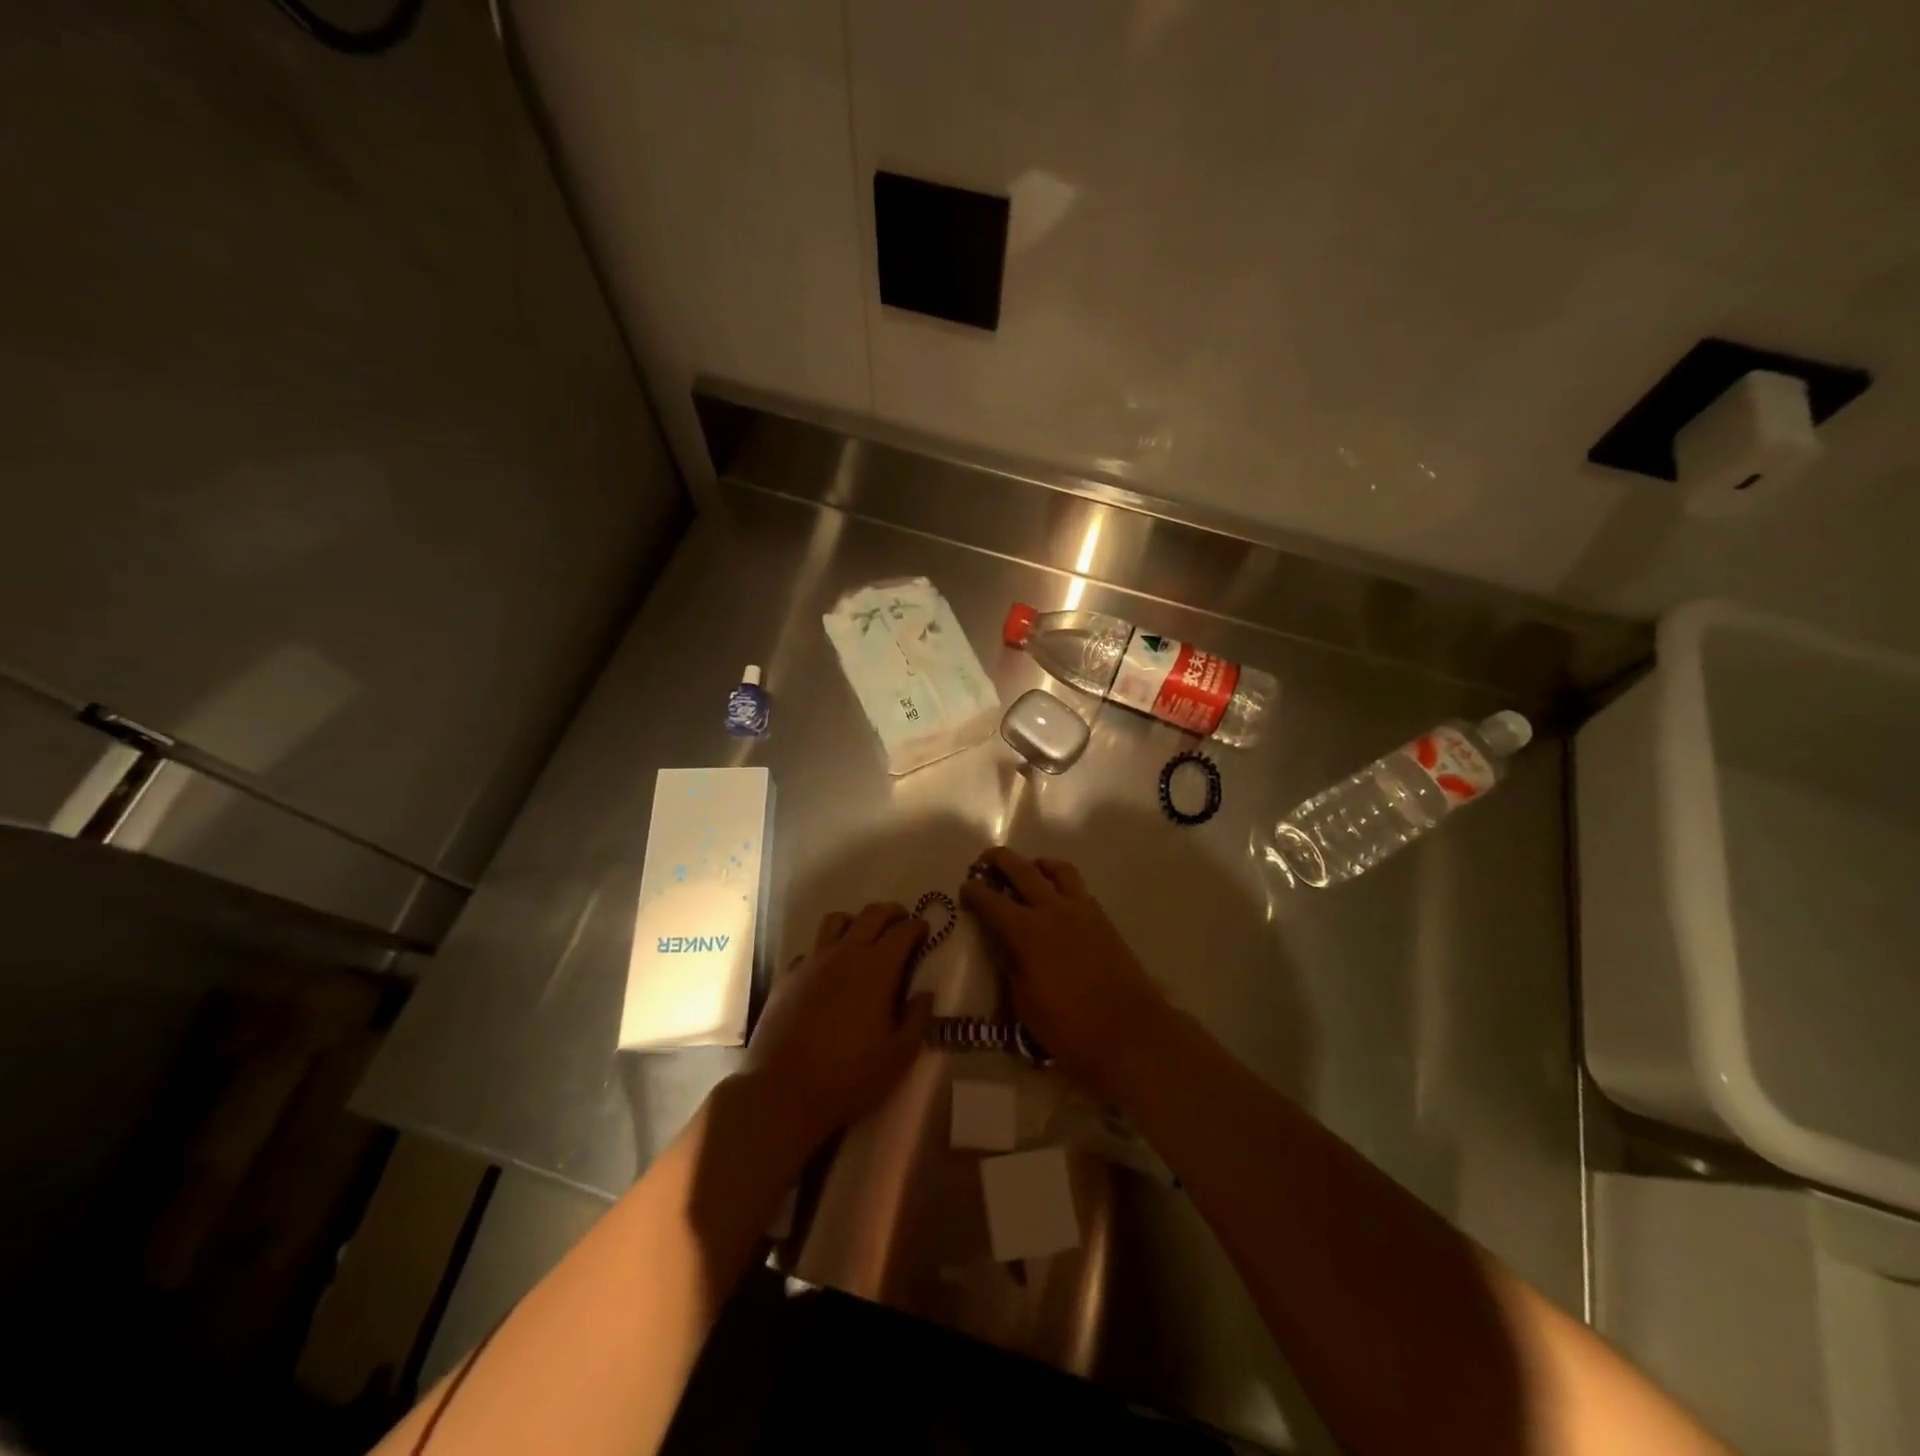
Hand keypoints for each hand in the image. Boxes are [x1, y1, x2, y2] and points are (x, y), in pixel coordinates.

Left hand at [742, 901, 933, 1152]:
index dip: (917, 927)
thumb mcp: (898, 1056)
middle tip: (901, 920)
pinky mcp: (788, 976)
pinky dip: (824, 951)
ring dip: (856, 921)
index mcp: (877, 969)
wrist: (783, 1091)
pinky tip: (827, 971)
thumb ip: (917, 1019)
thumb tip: (925, 994)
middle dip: (891, 912)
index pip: (903, 932)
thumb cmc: (850, 1076)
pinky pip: (810, 950)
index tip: (924, 930)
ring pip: (836, 921)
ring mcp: (812, 961)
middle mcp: (845, 954)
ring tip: (863, 936)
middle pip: (872, 914)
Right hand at [960, 847, 1171, 1103]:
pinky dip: (1063, 883)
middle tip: (987, 860)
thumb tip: (999, 942)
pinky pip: (1079, 889)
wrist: (1133, 1034)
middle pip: (1024, 871)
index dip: (976, 892)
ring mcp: (1083, 912)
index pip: (993, 902)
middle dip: (1001, 860)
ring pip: (1059, 870)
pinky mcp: (1104, 921)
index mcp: (1028, 932)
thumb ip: (1009, 966)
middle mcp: (1054, 911)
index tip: (965, 887)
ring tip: (1030, 870)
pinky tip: (1058, 898)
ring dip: (1039, 864)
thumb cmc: (1071, 1028)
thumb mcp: (1025, 1004)